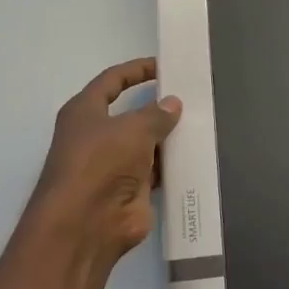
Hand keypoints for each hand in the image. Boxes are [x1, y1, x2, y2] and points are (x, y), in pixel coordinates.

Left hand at [27, 58, 180, 268]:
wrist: (86, 224)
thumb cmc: (101, 163)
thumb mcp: (133, 128)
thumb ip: (156, 114)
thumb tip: (173, 103)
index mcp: (85, 112)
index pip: (112, 80)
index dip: (137, 70)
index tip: (165, 65)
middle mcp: (97, 136)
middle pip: (132, 114)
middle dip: (159, 106)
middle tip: (193, 96)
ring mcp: (114, 165)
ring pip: (147, 143)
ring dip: (170, 137)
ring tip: (203, 122)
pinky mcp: (131, 190)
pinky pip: (157, 170)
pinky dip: (174, 164)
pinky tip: (198, 154)